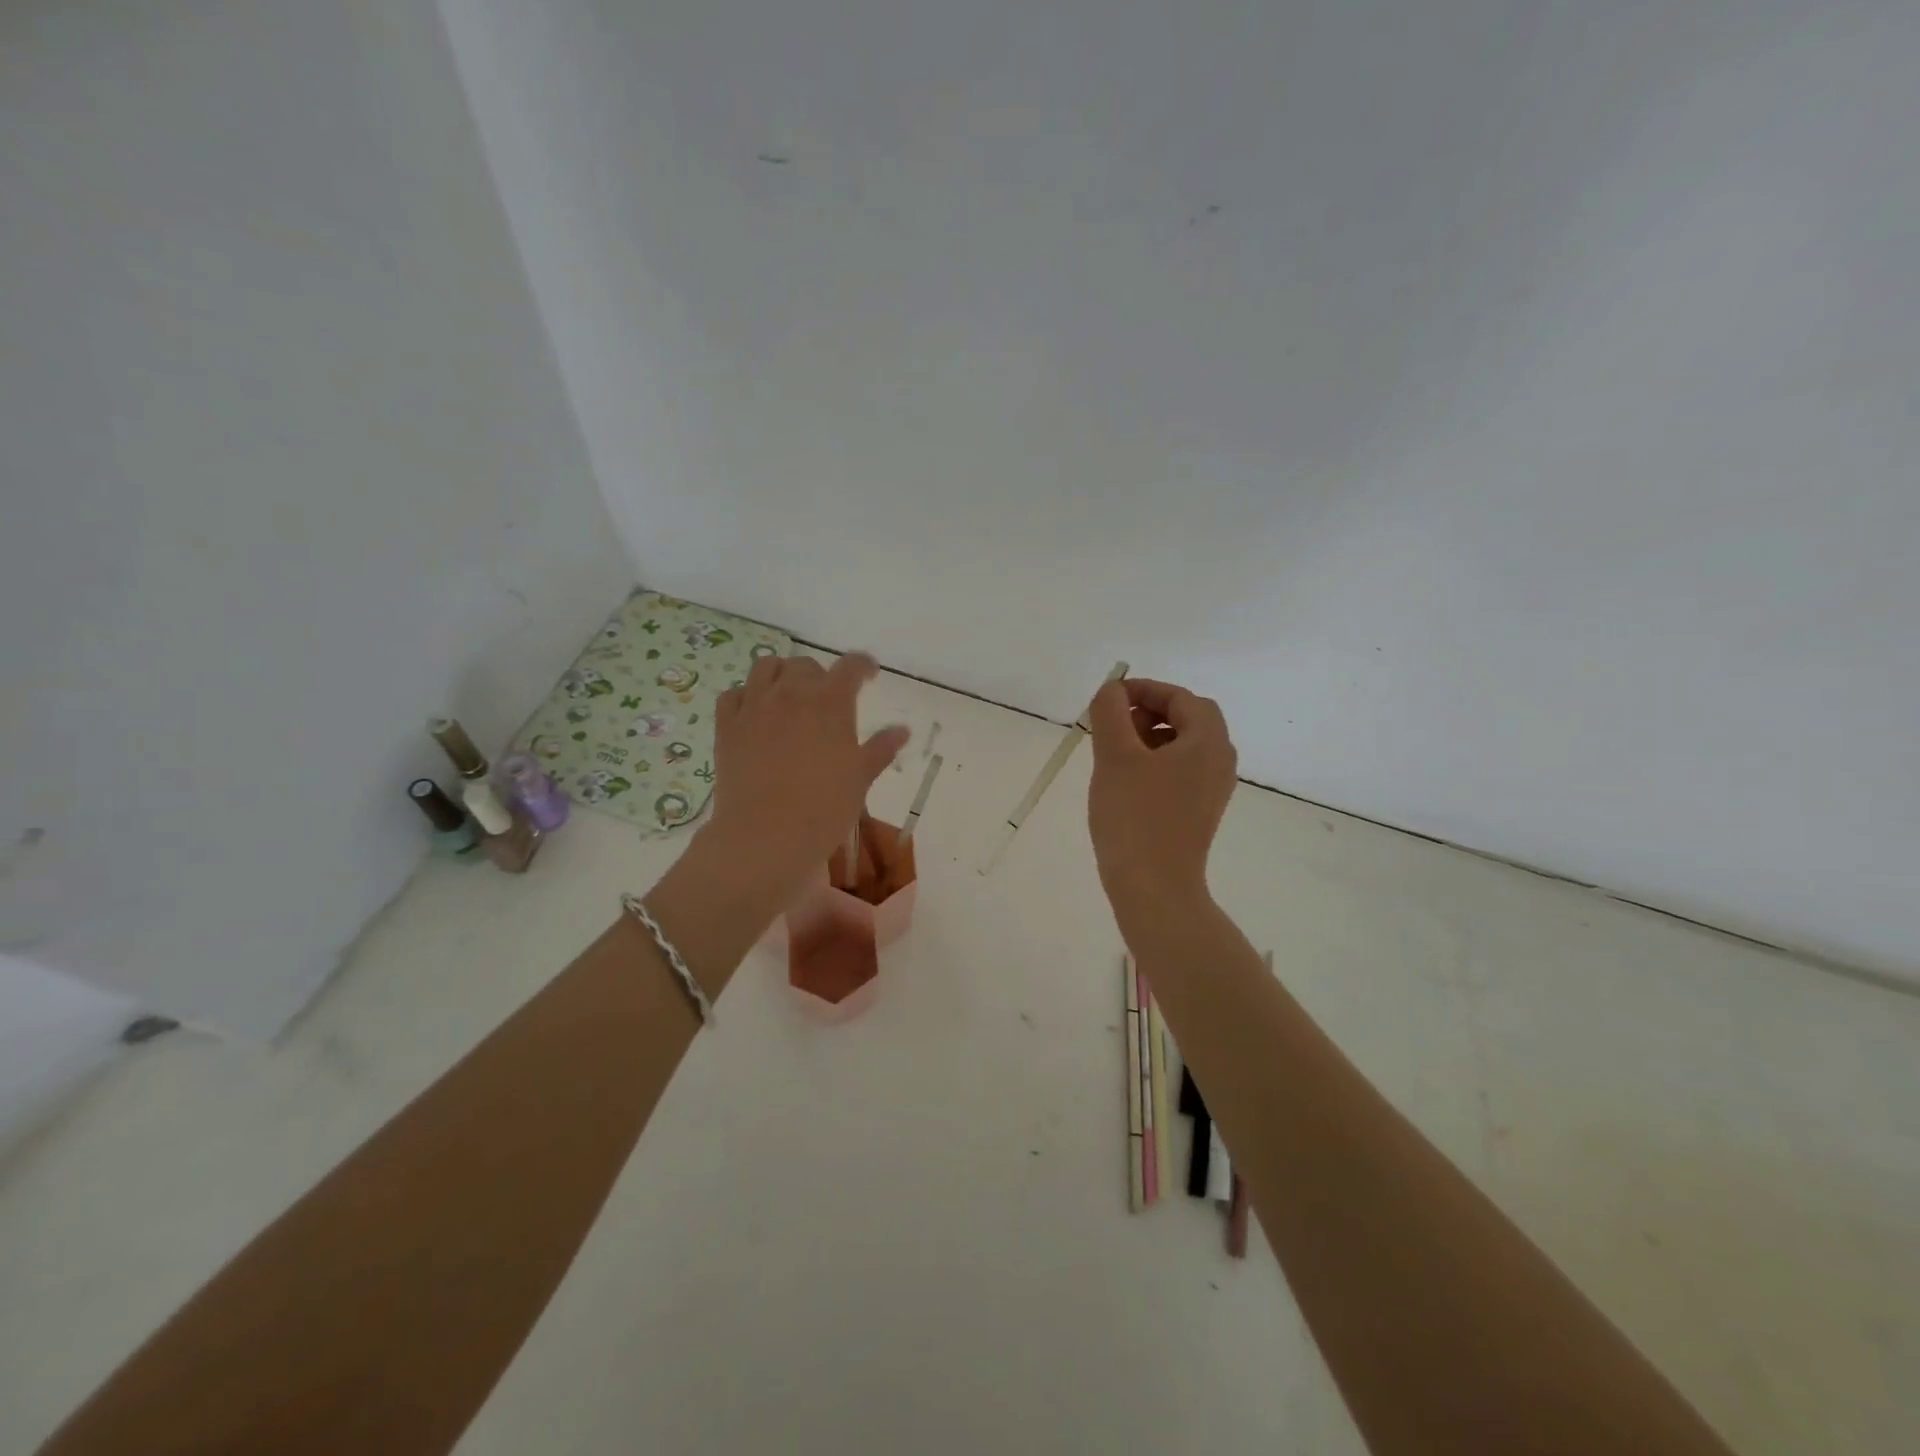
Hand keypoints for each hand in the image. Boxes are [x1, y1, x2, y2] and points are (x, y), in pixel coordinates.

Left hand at [705, 653, 907, 894]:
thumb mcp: (860, 778)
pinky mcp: (726, 725)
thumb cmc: (824, 809)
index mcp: (830, 702)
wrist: (766, 836)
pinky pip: (734, 694)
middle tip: (827, 698)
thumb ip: (880, 749)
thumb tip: (902, 730)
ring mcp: (754, 706)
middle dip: (821, 675)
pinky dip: (746, 695)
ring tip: (789, 695)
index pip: (851, 666)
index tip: (869, 676)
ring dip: (782, 675)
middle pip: (806, 665)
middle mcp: (791, 693)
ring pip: (766, 667)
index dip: (863, 666)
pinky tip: (755, 713)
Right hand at [1087, 678, 1237, 906]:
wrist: (1154, 887)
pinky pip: (1182, 771)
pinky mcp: (1200, 811)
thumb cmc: (1135, 816)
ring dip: (1151, 737)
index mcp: (1208, 742)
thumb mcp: (1115, 756)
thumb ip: (1111, 712)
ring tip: (1115, 751)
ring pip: (1184, 745)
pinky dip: (1156, 762)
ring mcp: (1213, 789)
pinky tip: (1126, 780)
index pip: (1181, 697)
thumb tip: (1112, 690)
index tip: (1109, 698)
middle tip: (1114, 723)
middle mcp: (1220, 761)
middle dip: (1149, 712)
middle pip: (1189, 718)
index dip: (1144, 690)